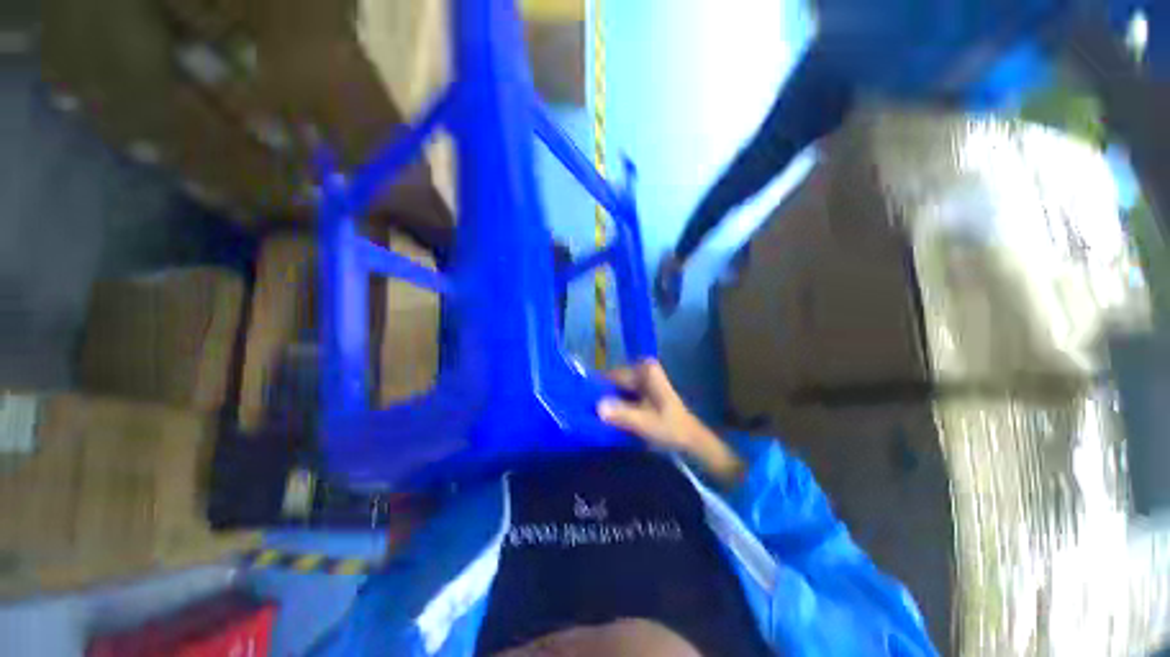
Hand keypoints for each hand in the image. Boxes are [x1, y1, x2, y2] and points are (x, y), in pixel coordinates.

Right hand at [597, 359, 743, 484]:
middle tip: (586, 415)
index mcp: (644, 369)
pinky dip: (614, 408)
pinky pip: (620, 397)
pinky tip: (606, 421)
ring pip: (614, 390)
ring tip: (594, 420)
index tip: (583, 405)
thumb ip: (623, 414)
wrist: (692, 442)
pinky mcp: (640, 394)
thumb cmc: (672, 429)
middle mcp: (640, 370)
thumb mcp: (646, 423)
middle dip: (600, 398)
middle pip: (611, 382)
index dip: (596, 389)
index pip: (611, 375)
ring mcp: (640, 381)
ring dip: (606, 404)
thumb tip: (597, 406)